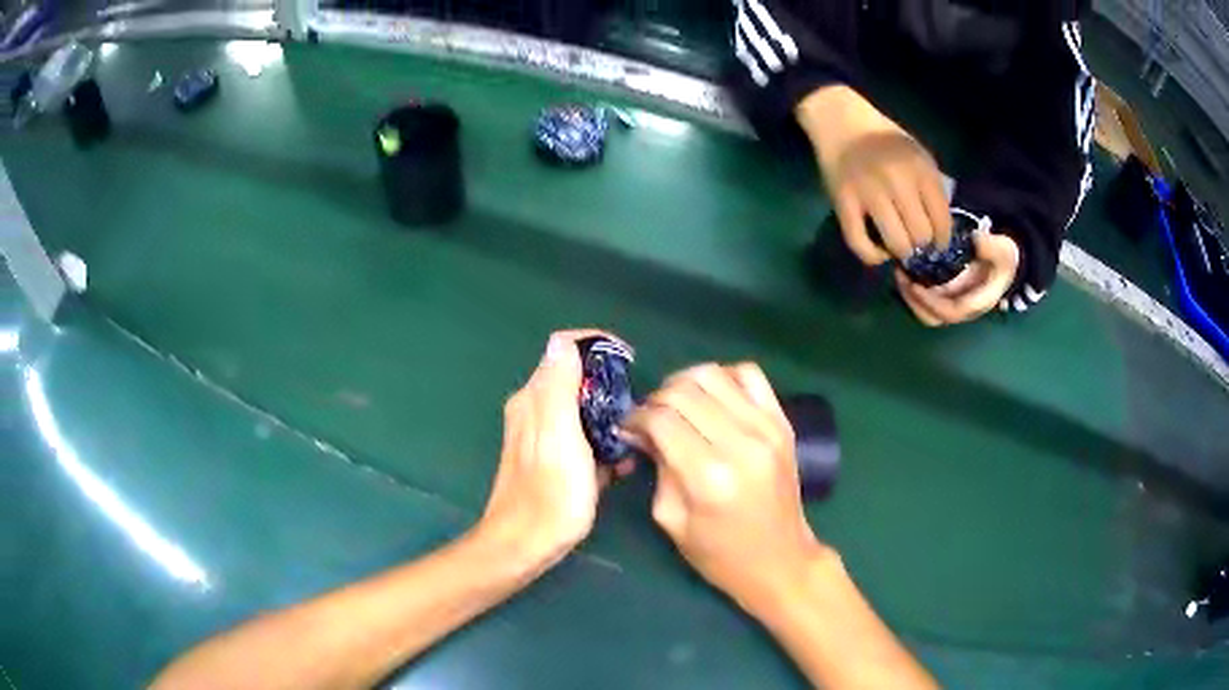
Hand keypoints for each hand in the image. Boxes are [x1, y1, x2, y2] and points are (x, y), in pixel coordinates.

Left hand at [473, 329, 633, 575]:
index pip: (564, 349)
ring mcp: (542, 436)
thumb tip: (562, 341)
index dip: (597, 347)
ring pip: (582, 409)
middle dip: (609, 385)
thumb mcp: (560, 436)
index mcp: (534, 398)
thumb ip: (560, 387)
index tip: (630, 361)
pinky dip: (601, 444)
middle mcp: (534, 410)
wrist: (526, 546)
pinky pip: (581, 437)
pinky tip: (618, 466)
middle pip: (576, 377)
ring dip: (609, 418)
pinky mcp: (551, 460)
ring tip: (634, 439)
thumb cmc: (550, 494)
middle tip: (637, 406)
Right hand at [622, 363, 823, 611]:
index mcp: (709, 477)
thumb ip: (657, 467)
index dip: (636, 417)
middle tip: (649, 420)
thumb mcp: (672, 520)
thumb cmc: (720, 554)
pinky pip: (750, 375)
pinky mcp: (783, 422)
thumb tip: (641, 430)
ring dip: (685, 383)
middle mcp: (741, 444)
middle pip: (684, 391)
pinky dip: (724, 377)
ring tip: (677, 406)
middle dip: (656, 399)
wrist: (781, 560)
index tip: (628, 428)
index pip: (662, 419)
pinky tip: (713, 399)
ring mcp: (767, 428)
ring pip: (714, 374)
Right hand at [796, 86, 950, 264]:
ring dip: (901, 252)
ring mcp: (868, 192)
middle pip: (920, 235)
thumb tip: (939, 230)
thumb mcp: (919, 155)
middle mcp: (896, 180)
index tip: (937, 244)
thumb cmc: (886, 141)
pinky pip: (859, 243)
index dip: (942, 240)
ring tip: (899, 247)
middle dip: (922, 246)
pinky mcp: (843, 202)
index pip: (941, 220)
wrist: (842, 122)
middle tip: (916, 245)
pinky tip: (878, 252)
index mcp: (919, 169)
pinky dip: (872, 256)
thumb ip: (932, 188)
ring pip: (896, 243)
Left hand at [895, 230, 1019, 325]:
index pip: (950, 312)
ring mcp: (953, 302)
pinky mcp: (946, 294)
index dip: (931, 302)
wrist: (1005, 259)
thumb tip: (976, 240)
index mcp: (977, 303)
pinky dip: (912, 288)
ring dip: (909, 295)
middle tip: (900, 276)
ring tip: (899, 271)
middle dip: (914, 301)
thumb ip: (991, 246)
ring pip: (926, 311)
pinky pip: (925, 299)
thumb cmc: (1004, 257)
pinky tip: (905, 268)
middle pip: (933, 318)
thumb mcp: (1003, 250)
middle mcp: (962, 308)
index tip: (914, 285)